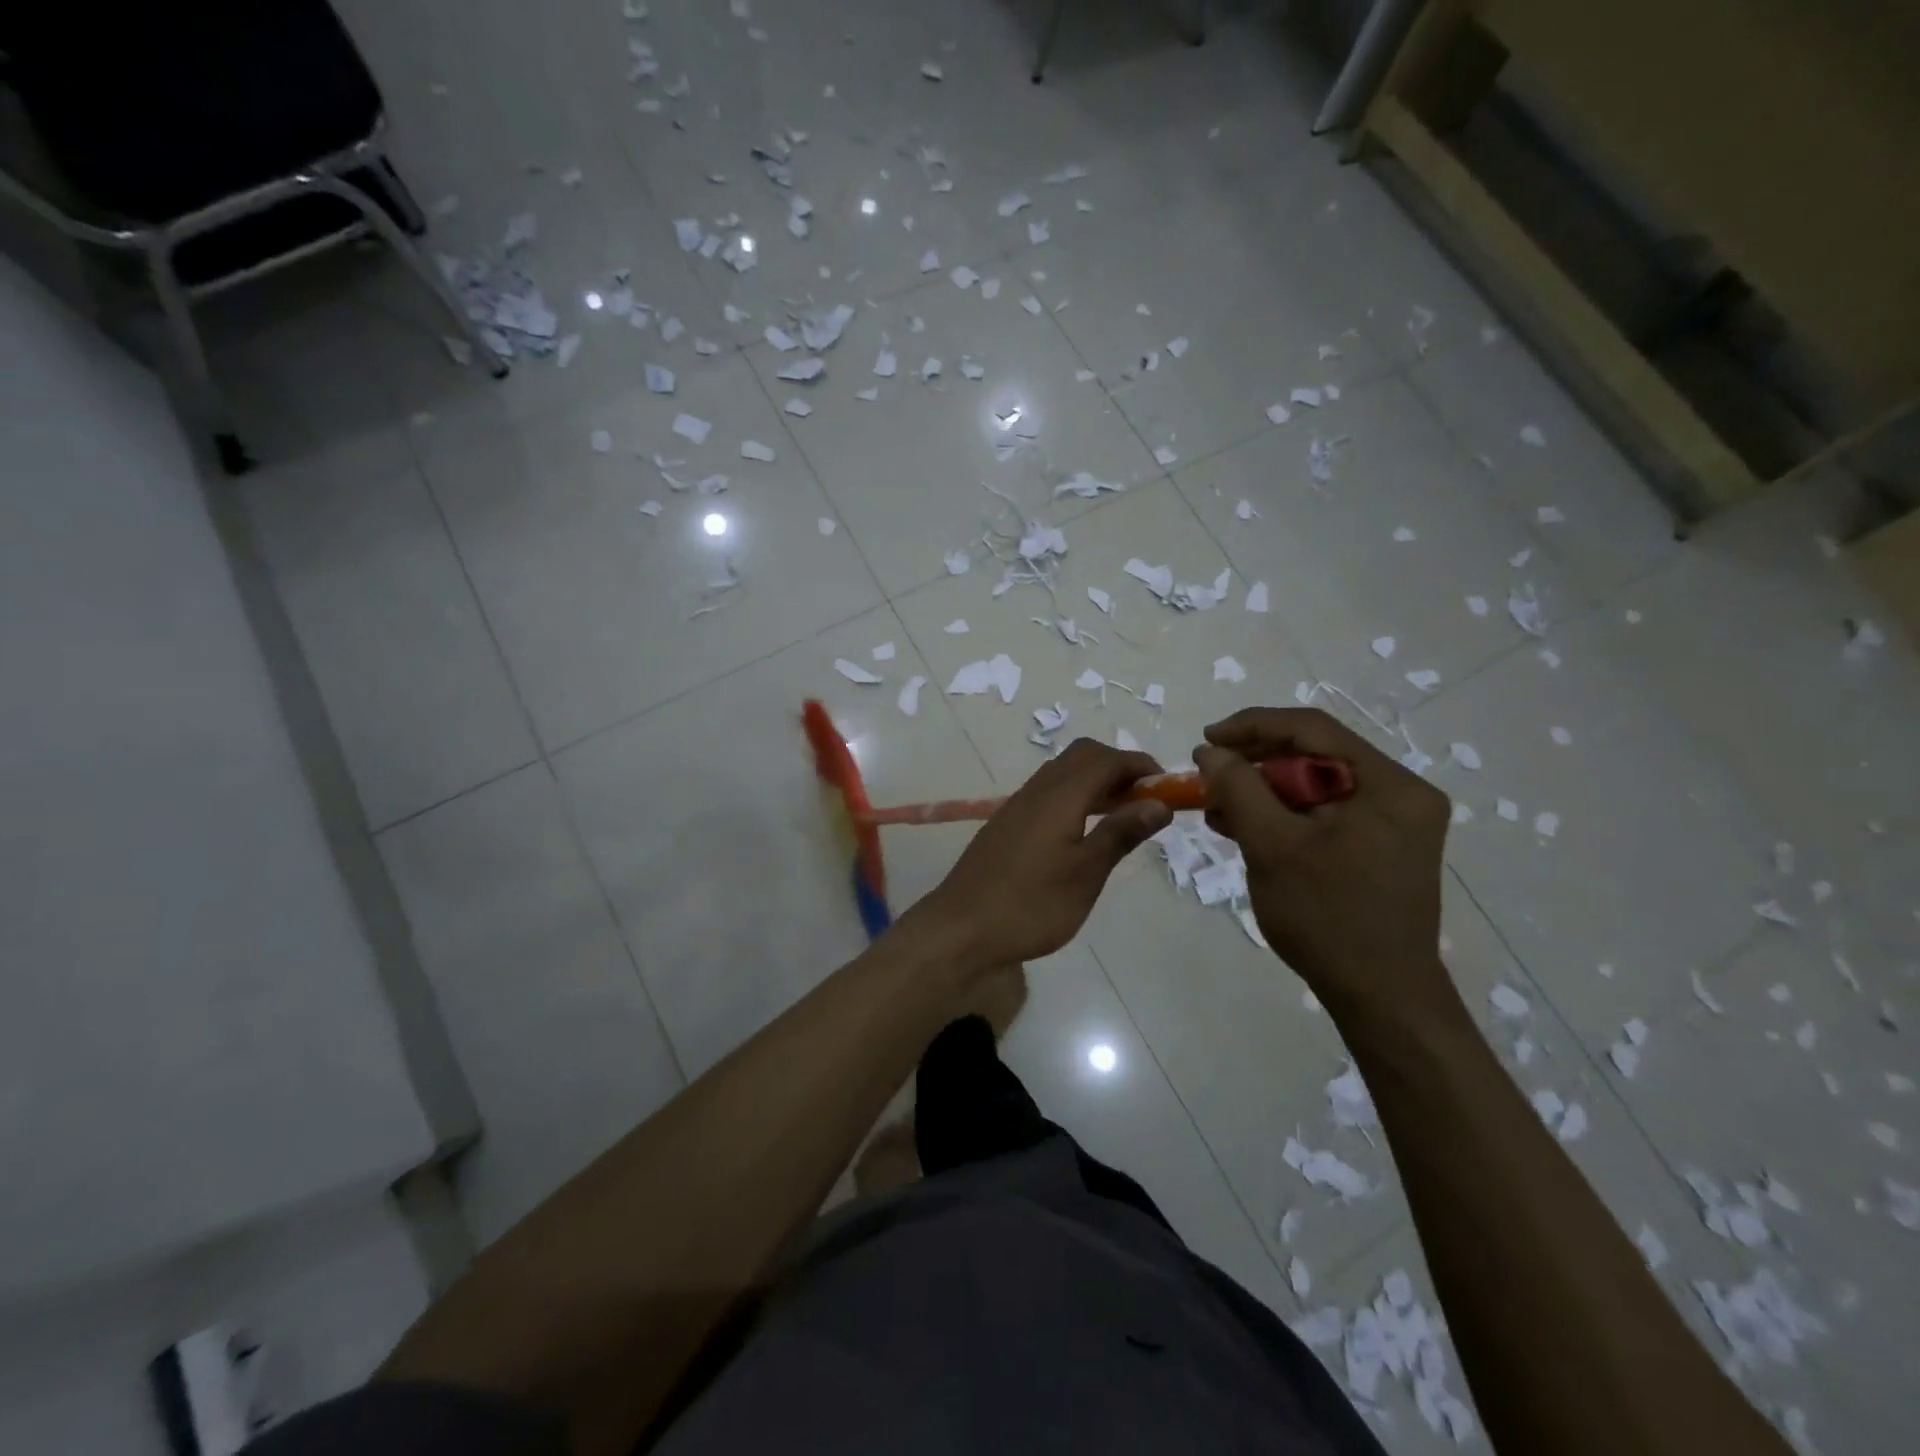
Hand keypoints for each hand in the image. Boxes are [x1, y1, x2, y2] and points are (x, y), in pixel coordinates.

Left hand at [904, 740, 1172, 969]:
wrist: (961, 929)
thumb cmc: (1031, 905)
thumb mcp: (1086, 873)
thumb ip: (1120, 832)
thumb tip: (1158, 802)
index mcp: (1059, 796)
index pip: (1105, 759)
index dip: (1139, 765)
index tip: (1167, 786)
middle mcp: (1036, 790)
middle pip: (1081, 756)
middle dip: (1117, 767)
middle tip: (1144, 799)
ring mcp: (1017, 806)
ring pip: (1062, 774)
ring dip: (1095, 782)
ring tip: (1122, 815)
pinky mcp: (1006, 825)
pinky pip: (1047, 793)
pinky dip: (1075, 798)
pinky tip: (1083, 832)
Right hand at [1195, 708, 1452, 1018]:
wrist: (1381, 997)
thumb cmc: (1327, 918)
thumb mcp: (1272, 846)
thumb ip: (1238, 788)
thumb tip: (1210, 750)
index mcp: (1389, 784)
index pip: (1312, 729)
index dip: (1252, 726)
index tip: (1206, 740)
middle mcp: (1401, 793)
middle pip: (1315, 755)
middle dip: (1254, 763)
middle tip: (1208, 777)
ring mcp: (1394, 822)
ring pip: (1315, 784)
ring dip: (1263, 790)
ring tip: (1218, 809)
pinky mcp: (1381, 846)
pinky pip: (1324, 812)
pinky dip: (1283, 814)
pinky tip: (1245, 828)